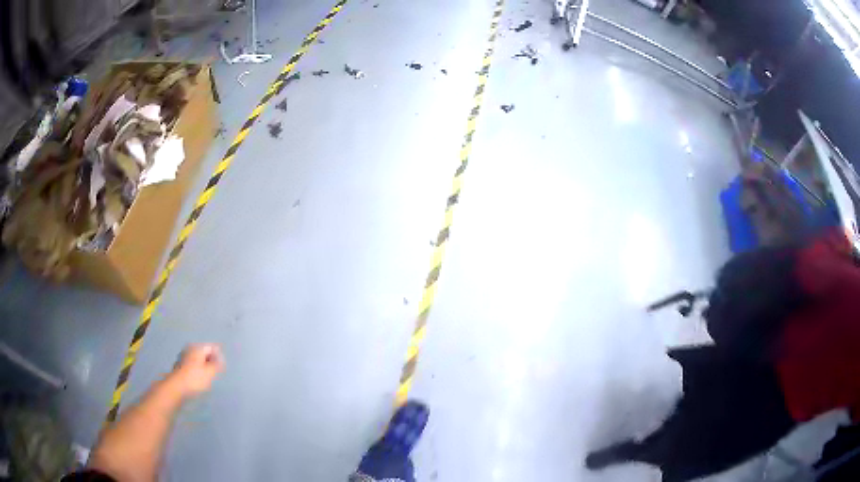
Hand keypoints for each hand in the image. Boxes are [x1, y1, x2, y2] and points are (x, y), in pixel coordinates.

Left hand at [169, 344, 223, 398]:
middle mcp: (189, 349)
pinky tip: (198, 379)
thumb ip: (217, 364)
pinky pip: (192, 365)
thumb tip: (220, 359)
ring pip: (198, 360)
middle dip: (210, 361)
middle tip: (214, 373)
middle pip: (204, 353)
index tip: (221, 367)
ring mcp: (183, 357)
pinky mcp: (180, 366)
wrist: (176, 387)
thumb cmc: (195, 379)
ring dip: (204, 367)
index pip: (212, 347)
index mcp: (197, 348)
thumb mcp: (210, 372)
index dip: (218, 356)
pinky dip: (197, 370)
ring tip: (207, 378)